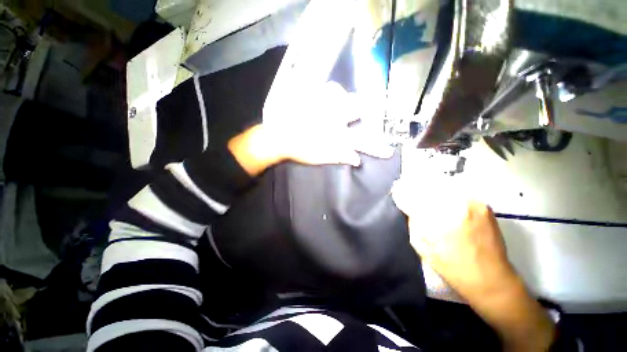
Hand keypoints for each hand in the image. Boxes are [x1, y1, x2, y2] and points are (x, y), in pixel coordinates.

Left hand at [229, 82, 392, 175]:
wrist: (277, 136)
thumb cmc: (299, 149)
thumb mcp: (321, 157)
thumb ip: (340, 156)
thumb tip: (358, 159)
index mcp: (337, 134)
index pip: (362, 143)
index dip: (377, 148)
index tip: (388, 151)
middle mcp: (334, 116)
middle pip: (357, 107)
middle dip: (359, 111)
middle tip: (355, 113)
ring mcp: (324, 103)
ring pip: (342, 94)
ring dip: (343, 100)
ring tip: (337, 105)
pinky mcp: (312, 95)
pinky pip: (327, 88)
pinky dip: (330, 92)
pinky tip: (327, 96)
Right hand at [392, 149, 554, 350]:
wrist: (493, 284)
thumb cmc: (454, 267)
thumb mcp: (422, 241)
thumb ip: (411, 214)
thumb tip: (402, 195)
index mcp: (444, 208)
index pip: (414, 185)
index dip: (402, 183)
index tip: (394, 182)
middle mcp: (461, 197)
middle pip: (428, 181)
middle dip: (412, 183)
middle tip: (402, 187)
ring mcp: (474, 200)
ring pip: (440, 184)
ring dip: (426, 188)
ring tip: (416, 195)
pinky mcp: (480, 205)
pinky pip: (451, 192)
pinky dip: (439, 194)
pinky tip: (434, 203)